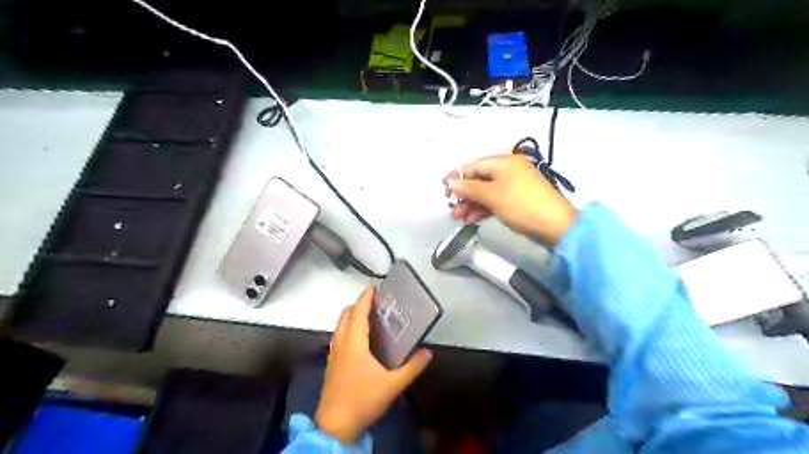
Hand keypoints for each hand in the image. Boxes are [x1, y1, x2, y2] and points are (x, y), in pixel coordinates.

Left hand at [312, 287, 431, 443]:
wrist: (334, 425)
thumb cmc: (362, 400)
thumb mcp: (392, 385)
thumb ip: (412, 368)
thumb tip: (427, 352)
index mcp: (354, 343)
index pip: (358, 312)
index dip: (365, 298)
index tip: (373, 287)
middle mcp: (341, 343)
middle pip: (345, 315)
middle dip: (358, 304)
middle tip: (374, 302)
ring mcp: (333, 353)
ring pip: (340, 325)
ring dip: (351, 315)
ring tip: (368, 316)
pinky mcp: (331, 363)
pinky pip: (339, 335)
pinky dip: (348, 327)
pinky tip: (360, 338)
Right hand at [450, 155, 574, 247]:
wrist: (555, 227)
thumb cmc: (521, 205)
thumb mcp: (492, 196)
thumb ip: (469, 188)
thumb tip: (450, 182)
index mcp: (505, 162)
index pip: (475, 165)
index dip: (458, 176)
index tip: (443, 189)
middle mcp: (509, 171)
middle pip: (479, 179)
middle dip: (464, 194)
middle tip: (451, 207)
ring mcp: (513, 187)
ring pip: (486, 192)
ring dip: (471, 204)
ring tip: (457, 218)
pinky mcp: (516, 201)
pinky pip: (495, 201)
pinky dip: (483, 209)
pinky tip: (471, 220)